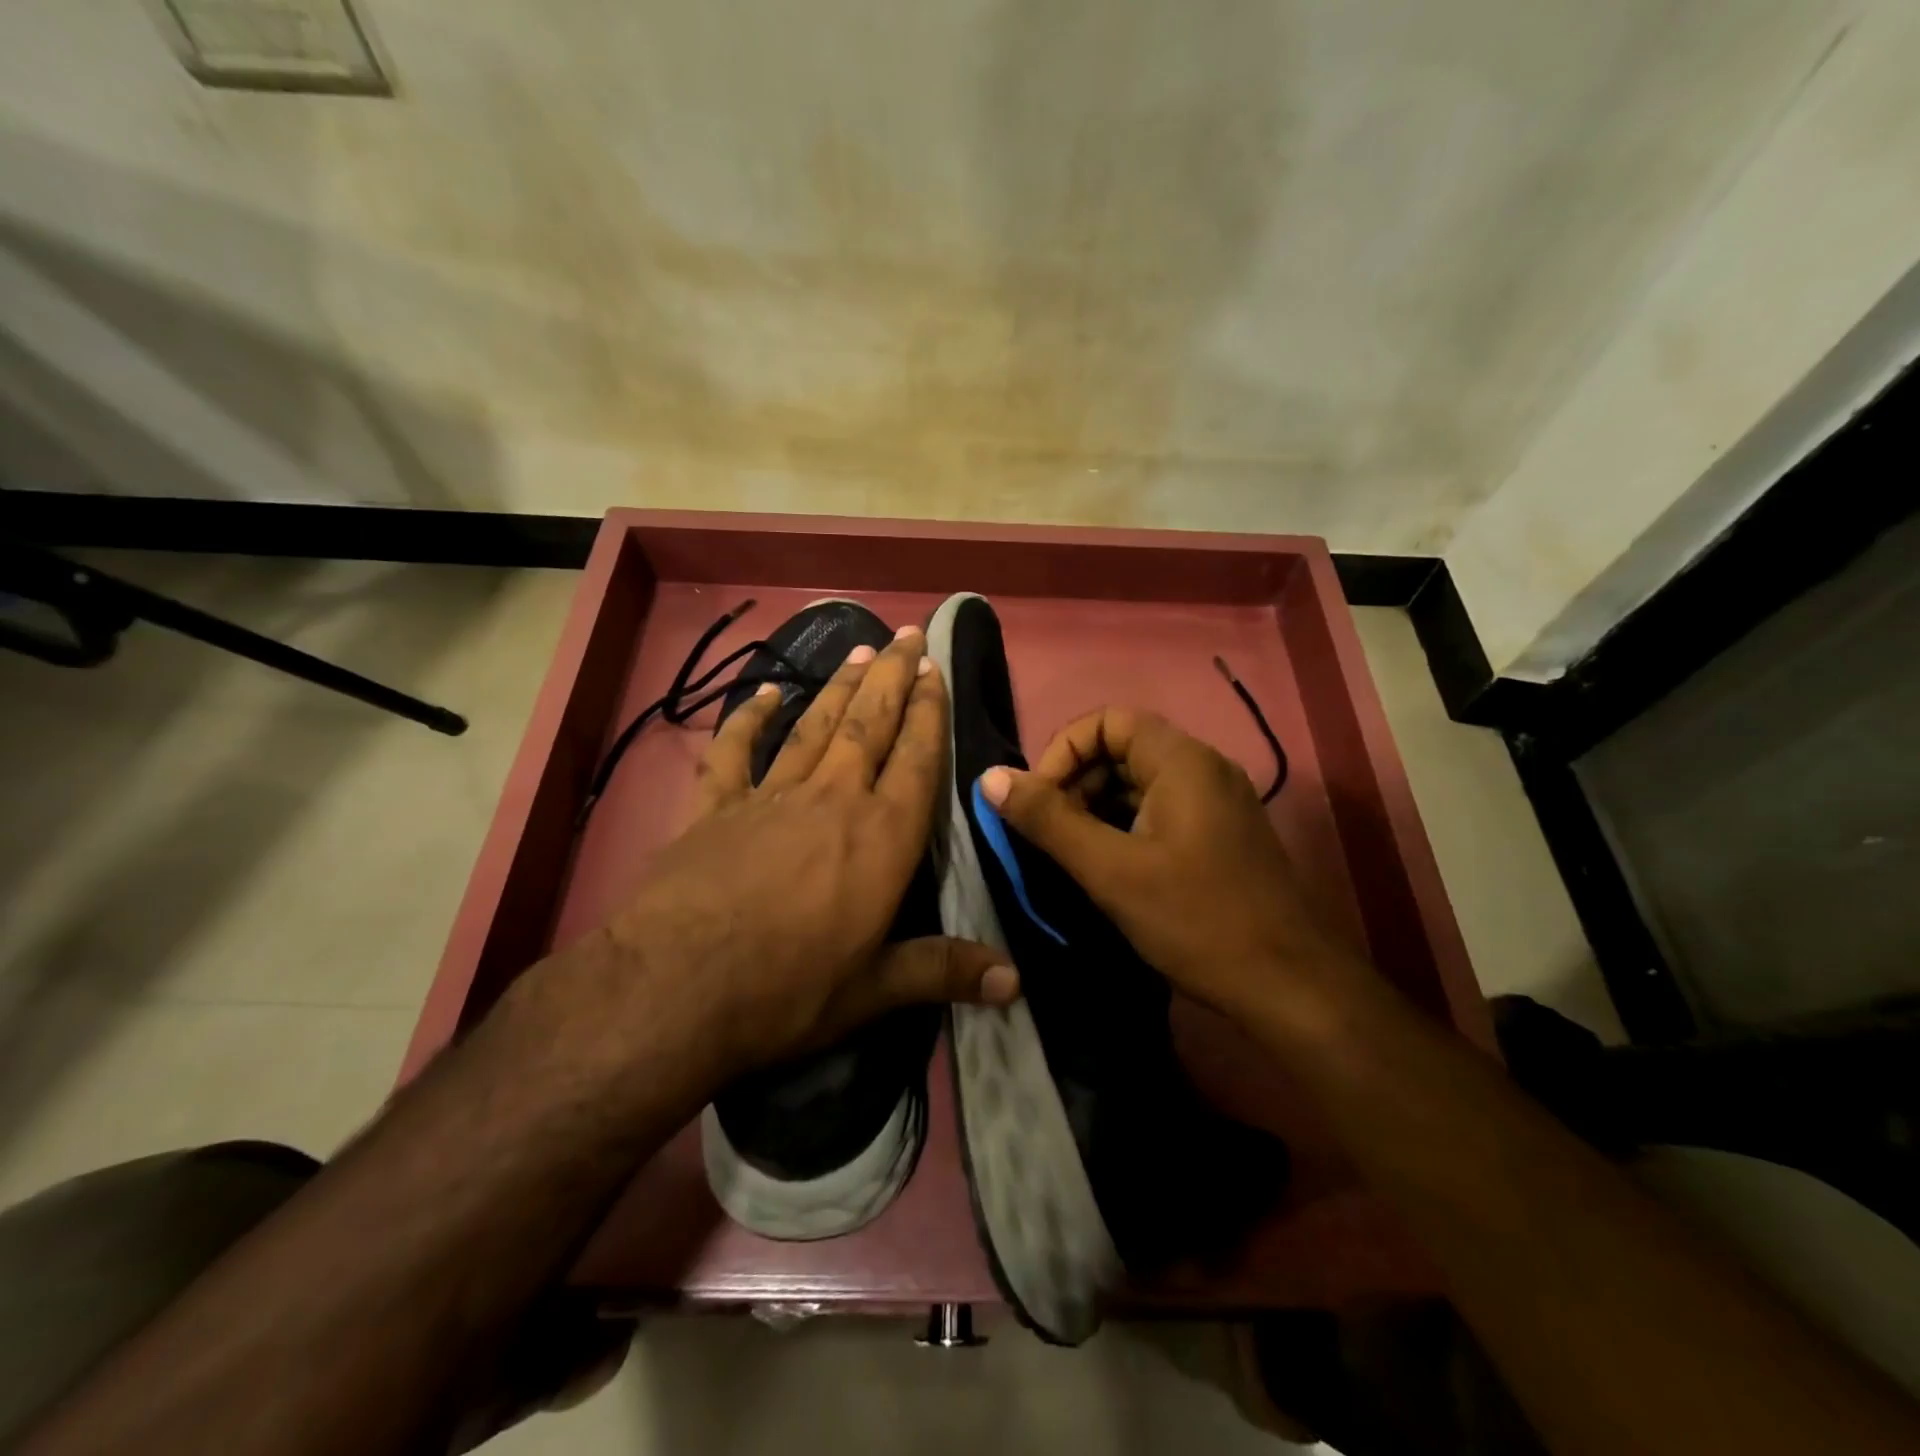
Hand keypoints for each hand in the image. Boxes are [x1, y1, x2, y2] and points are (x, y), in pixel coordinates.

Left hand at [604, 626, 1016, 1073]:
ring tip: (862, 650)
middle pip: (870, 725)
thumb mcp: (875, 988)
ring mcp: (772, 796)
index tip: (937, 671)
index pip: (918, 760)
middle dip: (894, 678)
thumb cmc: (790, 989)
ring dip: (840, 686)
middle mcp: (834, 800)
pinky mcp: (716, 806)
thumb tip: (1017, 983)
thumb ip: (945, 970)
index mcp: (882, 838)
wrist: (678, 988)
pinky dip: (747, 717)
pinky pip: (735, 749)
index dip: (931, 712)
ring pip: (815, 726)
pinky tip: (763, 693)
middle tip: (909, 636)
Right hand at [979, 707, 1365, 1031]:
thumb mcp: (1110, 870)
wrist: (1289, 987)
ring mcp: (1217, 803)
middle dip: (1077, 783)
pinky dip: (1125, 828)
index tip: (1039, 802)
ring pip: (1140, 784)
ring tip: (1073, 856)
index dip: (1063, 752)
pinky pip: (1160, 811)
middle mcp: (1204, 769)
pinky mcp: (1221, 836)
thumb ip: (1048, 820)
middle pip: (1123, 749)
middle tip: (1051, 835)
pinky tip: (1109, 869)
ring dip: (1097, 809)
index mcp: (1182, 761)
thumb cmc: (1196, 920)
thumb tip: (990, 778)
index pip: (1108, 721)